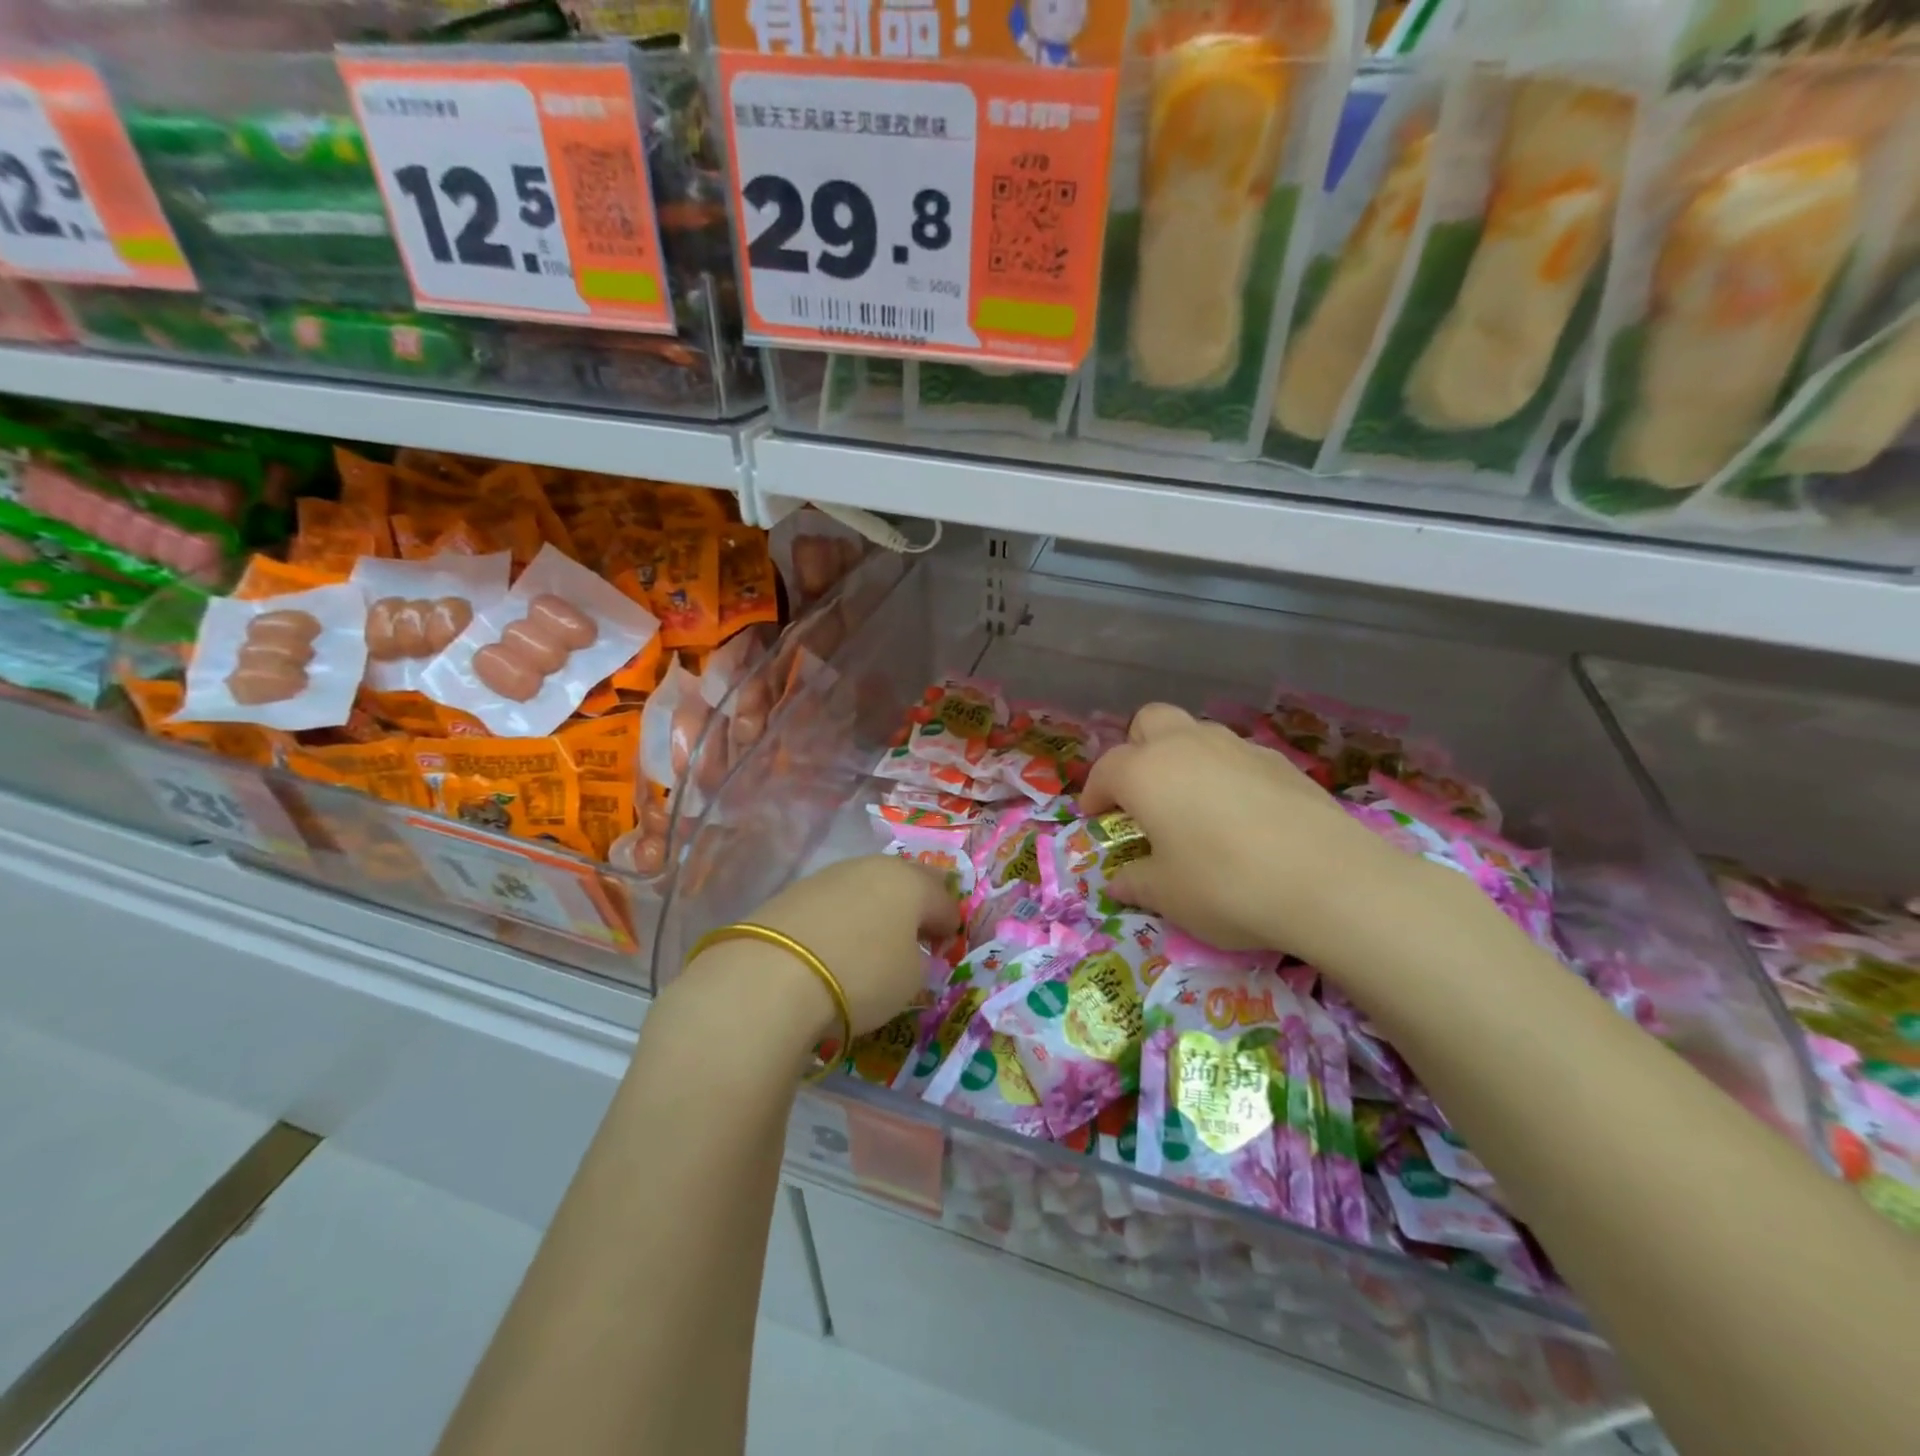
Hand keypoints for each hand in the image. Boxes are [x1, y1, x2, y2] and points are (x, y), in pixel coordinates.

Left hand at [689, 857, 958, 1043]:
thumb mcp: (910, 981)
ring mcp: (831, 874)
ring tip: (872, 939)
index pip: (943, 900)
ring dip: (876, 907)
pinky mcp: (795, 890)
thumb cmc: (861, 975)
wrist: (772, 974)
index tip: (945, 946)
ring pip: (867, 885)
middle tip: (915, 934)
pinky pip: (834, 900)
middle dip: (915, 904)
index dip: (949, 924)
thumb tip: (907, 953)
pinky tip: (835, 943)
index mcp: (911, 883)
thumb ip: (918, 961)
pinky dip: (843, 917)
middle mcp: (873, 866)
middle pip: (905, 881)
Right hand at [1079, 702, 1412, 960]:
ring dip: (1182, 756)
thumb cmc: (1226, 885)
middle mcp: (1187, 746)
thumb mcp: (1168, 896)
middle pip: (1149, 722)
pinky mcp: (1280, 761)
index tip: (1095, 816)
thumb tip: (1120, 881)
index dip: (1095, 793)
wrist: (1329, 881)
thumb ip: (1137, 882)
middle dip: (1137, 749)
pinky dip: (1225, 773)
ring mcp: (1237, 747)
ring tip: (1192, 802)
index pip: (1106, 770)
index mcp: (1146, 772)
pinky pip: (1236, 755)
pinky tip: (1241, 813)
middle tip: (1141, 792)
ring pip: (1196, 732)